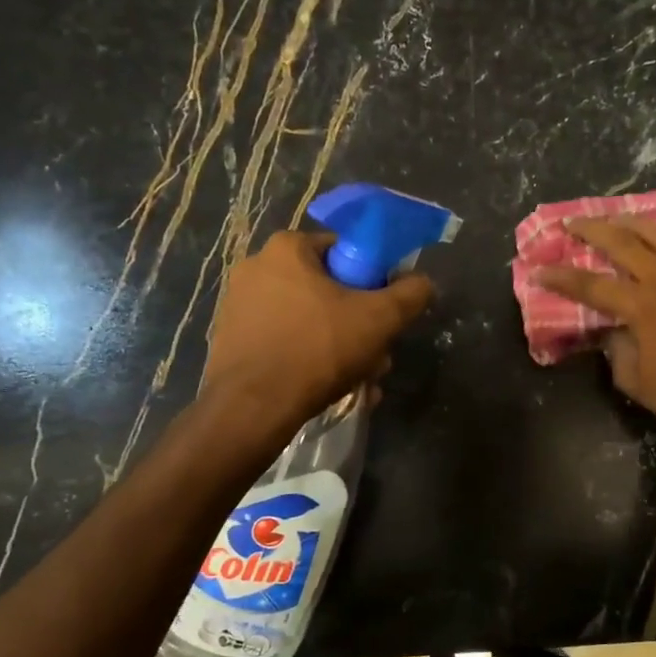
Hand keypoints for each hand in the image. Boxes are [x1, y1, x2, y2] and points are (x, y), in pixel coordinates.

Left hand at [202, 231, 434, 433]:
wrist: (252, 408)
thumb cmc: (318, 349)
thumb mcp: (380, 319)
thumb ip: (411, 294)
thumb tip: (423, 283)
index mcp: (287, 249)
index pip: (346, 250)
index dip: (374, 280)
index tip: (385, 311)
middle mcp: (257, 268)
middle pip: (328, 290)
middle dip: (358, 323)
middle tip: (377, 355)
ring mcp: (239, 305)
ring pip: (309, 320)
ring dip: (340, 346)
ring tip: (361, 380)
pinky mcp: (233, 340)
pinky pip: (285, 341)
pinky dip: (310, 359)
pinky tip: (329, 388)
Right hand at [534, 217, 655, 422]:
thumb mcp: (629, 375)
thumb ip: (615, 345)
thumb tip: (611, 328)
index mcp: (640, 307)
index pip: (591, 285)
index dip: (562, 277)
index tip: (539, 270)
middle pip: (624, 244)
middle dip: (593, 230)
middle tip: (573, 223)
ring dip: (634, 224)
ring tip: (617, 219)